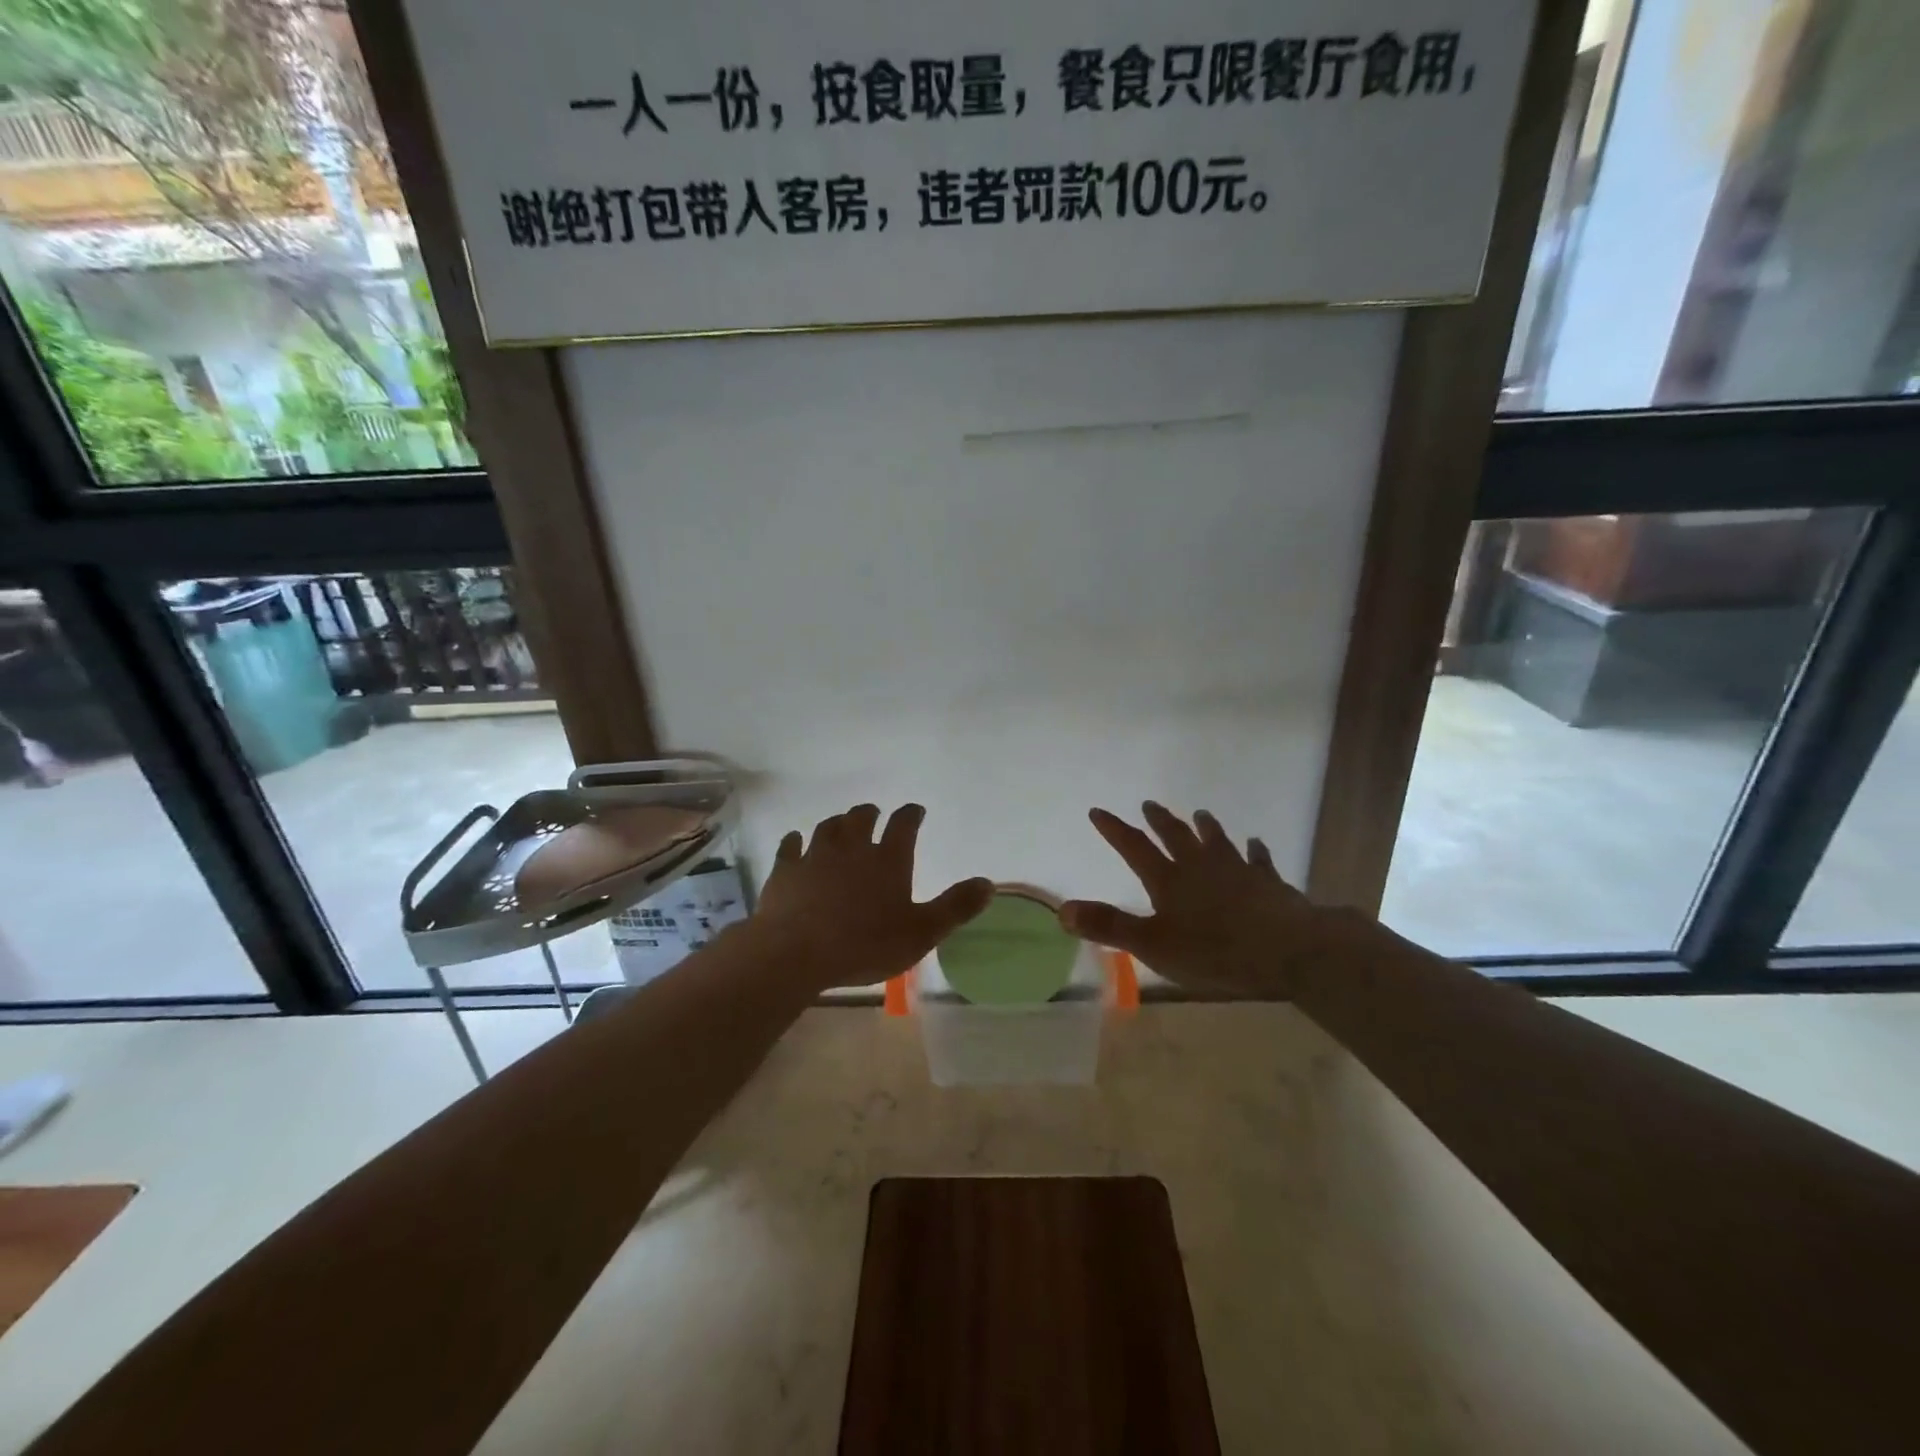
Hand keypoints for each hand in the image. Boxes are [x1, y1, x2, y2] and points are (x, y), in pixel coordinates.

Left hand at [752, 803, 993, 990]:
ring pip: (828, 828)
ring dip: (837, 823)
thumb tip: (989, 883)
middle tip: (874, 814)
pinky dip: (795, 841)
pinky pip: (790, 846)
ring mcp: (815, 855)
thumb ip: (955, 907)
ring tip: (841, 825)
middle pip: (861, 818)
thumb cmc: (865, 944)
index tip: (915, 811)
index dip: (911, 815)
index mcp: (888, 859)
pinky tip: (795, 840)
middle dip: (870, 814)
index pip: (904, 824)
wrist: (796, 952)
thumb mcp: (922, 933)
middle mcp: (852, 847)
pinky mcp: (785, 870)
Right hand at [1059, 803, 1339, 997]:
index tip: (1098, 811)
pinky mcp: (1269, 883)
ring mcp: (1237, 871)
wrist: (1289, 950)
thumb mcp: (1153, 945)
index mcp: (1169, 881)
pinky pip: (1259, 860)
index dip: (1114, 830)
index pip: (1135, 848)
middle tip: (1149, 804)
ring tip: (1200, 814)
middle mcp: (1200, 867)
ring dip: (1206, 828)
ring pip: (1217, 841)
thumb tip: (1063, 909)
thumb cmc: (1216, 952)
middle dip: (1160, 821)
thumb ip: (1109, 926)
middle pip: (1176, 836)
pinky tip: (1256, 844)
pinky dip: (1255, 851)